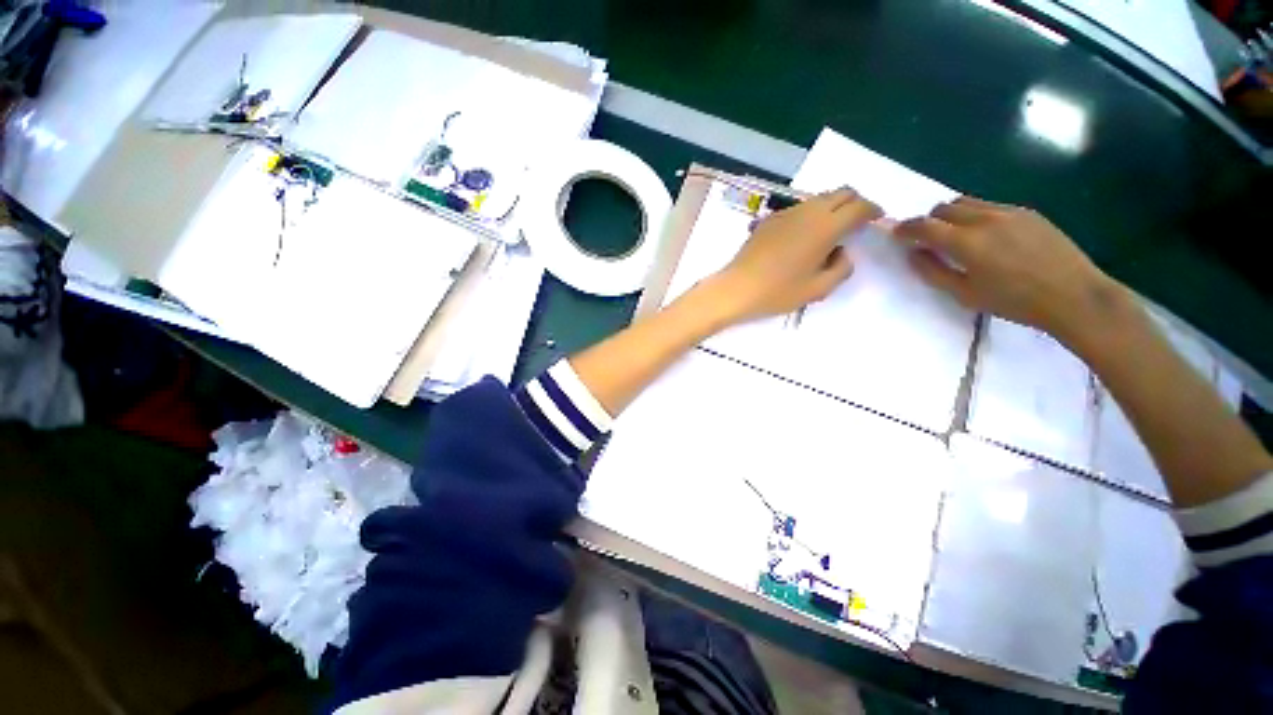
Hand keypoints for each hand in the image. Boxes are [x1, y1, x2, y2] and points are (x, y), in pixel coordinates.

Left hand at [705, 188, 881, 324]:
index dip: (872, 210)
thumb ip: (841, 268)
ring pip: (818, 199)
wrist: (736, 289)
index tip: (876, 218)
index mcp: (825, 226)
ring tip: (829, 232)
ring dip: (831, 208)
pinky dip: (810, 215)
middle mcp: (808, 212)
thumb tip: (842, 252)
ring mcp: (785, 213)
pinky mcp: (769, 220)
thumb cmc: (778, 292)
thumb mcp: (818, 289)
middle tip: (856, 222)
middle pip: (841, 193)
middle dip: (854, 203)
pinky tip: (803, 237)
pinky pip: (798, 209)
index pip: (858, 206)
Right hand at [895, 196, 1122, 342]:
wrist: (1074, 295)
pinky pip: (990, 206)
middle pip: (944, 208)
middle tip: (928, 239)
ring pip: (967, 203)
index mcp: (966, 241)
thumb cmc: (1014, 301)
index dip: (905, 228)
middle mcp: (984, 218)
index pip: (924, 226)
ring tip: (957, 236)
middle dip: (929, 221)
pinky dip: (976, 216)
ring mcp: (1009, 212)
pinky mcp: (1028, 212)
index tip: (896, 234)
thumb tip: (914, 254)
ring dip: (952, 215)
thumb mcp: (965, 294)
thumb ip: (934, 271)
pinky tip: (987, 237)